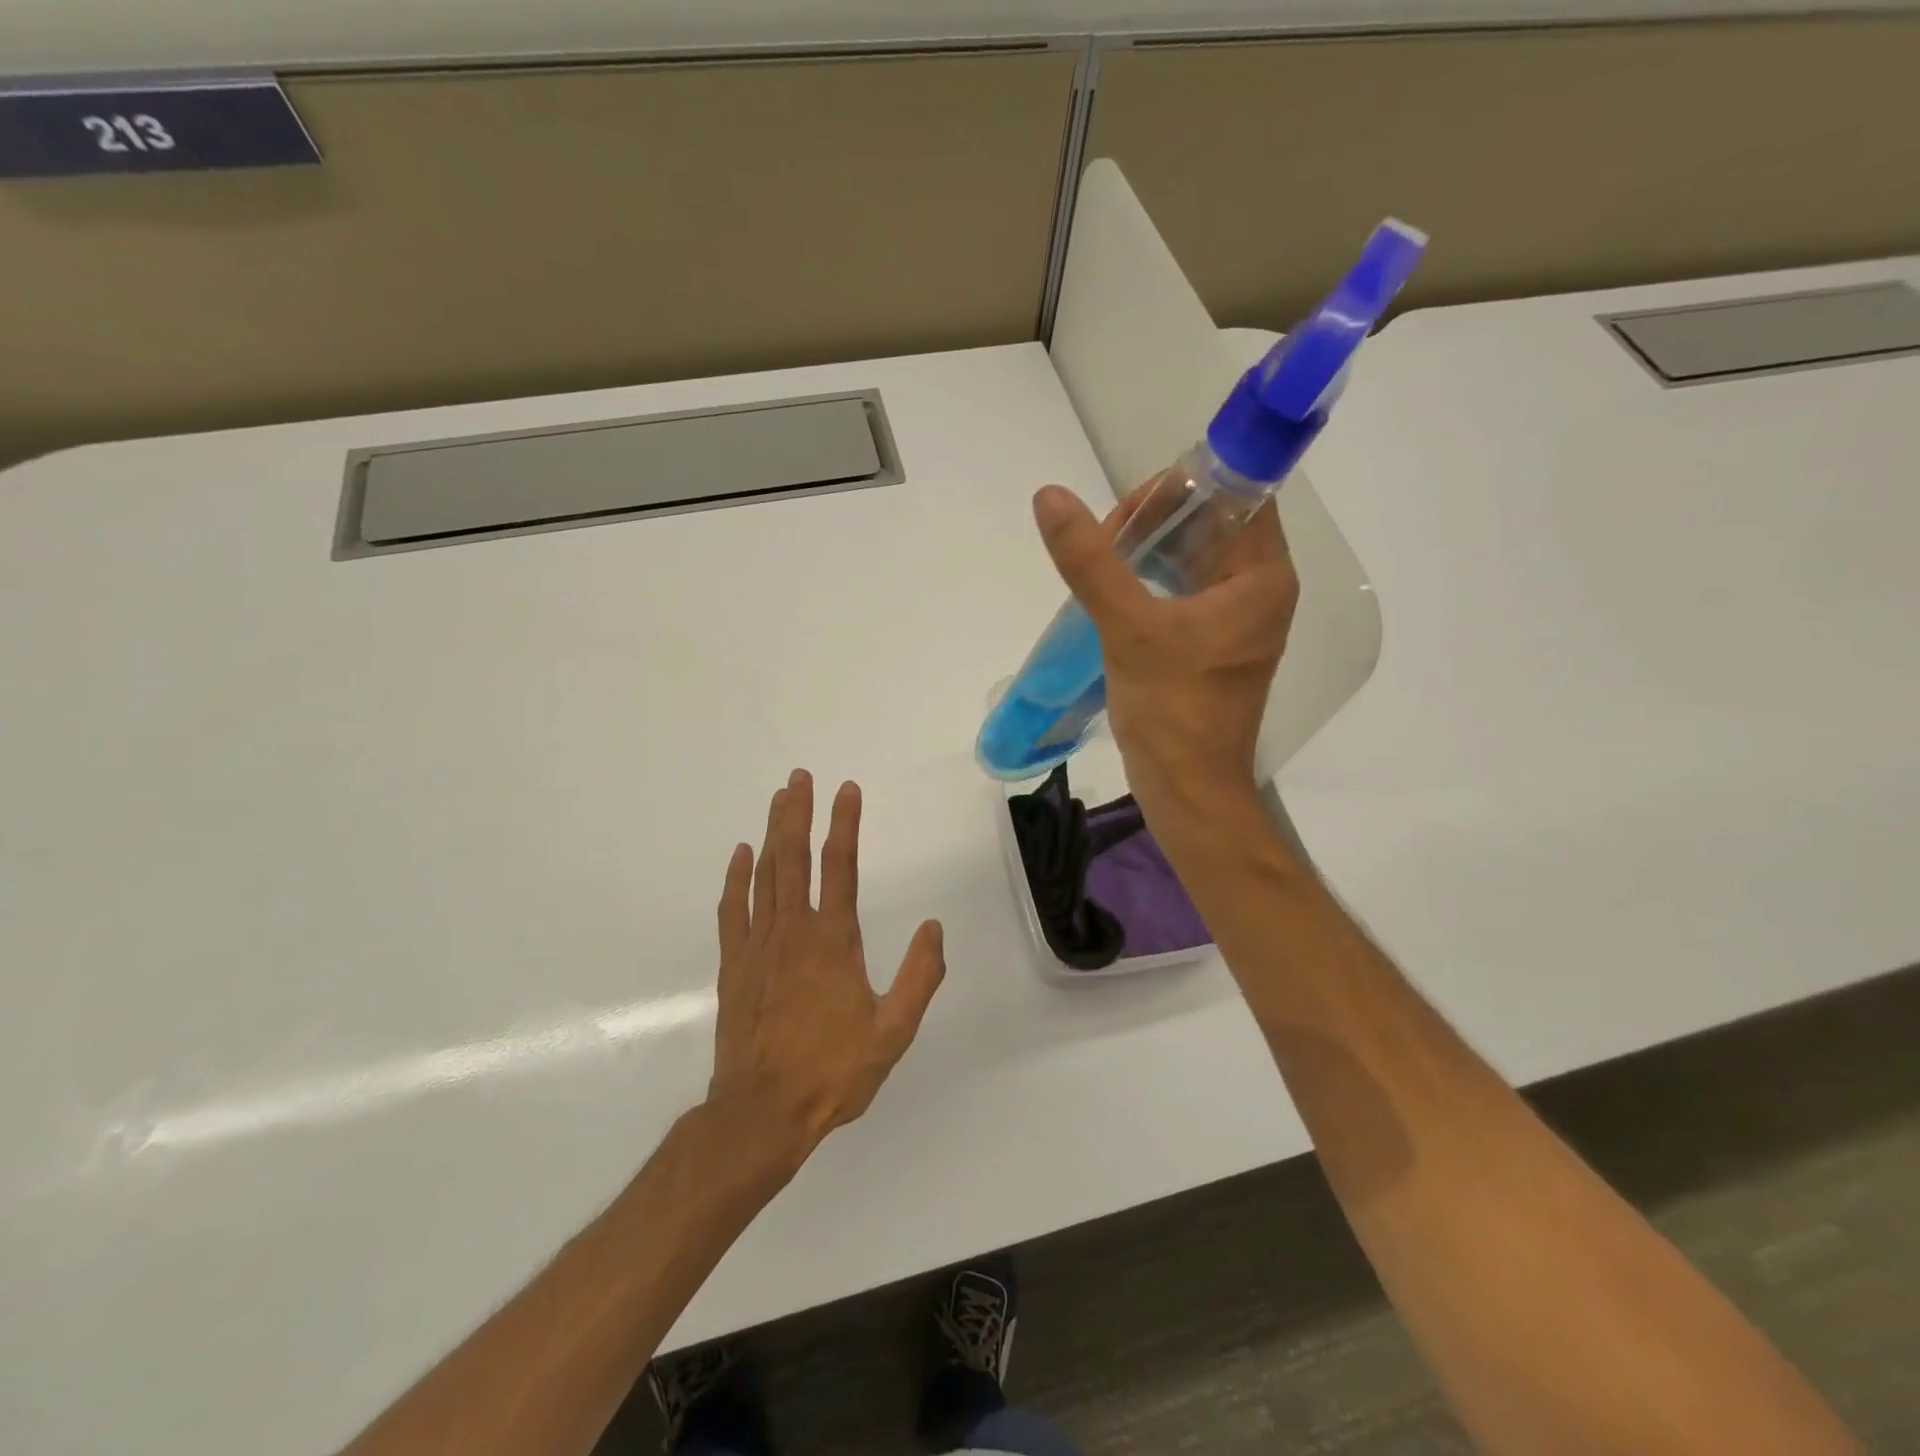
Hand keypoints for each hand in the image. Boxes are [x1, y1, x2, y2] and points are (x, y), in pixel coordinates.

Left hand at [706, 770, 945, 1167]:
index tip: (846, 789)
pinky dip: (736, 878)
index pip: (840, 867)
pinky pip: (734, 909)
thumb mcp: (893, 1032)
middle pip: (793, 857)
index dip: (844, 824)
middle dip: (797, 812)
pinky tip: (741, 855)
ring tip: (778, 799)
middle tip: (799, 776)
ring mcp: (758, 945)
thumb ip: (919, 977)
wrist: (761, 1114)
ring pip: (763, 874)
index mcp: (833, 941)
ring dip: (771, 833)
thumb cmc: (832, 1072)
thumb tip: (934, 928)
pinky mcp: (735, 965)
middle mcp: (793, 931)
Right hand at [1032, 482, 1298, 808]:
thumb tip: (1050, 497)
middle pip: (1210, 523)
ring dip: (1146, 552)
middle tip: (1103, 543)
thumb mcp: (1129, 629)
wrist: (1186, 790)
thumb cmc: (1172, 711)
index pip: (1236, 495)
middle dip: (1155, 522)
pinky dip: (1148, 582)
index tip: (1128, 511)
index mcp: (1261, 577)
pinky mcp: (1211, 643)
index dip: (1183, 488)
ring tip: (1100, 566)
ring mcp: (1235, 618)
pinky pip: (1182, 590)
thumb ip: (1091, 562)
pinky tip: (1110, 592)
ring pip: (1192, 557)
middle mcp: (1258, 590)